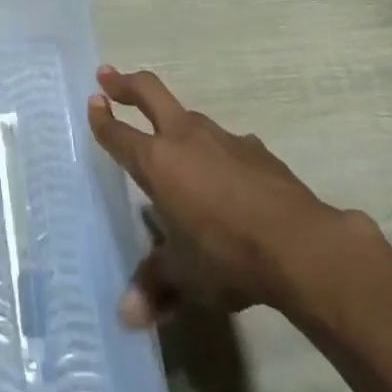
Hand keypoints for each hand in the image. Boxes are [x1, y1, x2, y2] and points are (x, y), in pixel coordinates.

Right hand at [87, 65, 374, 327]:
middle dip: (125, 82)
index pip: (119, 134)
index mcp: (158, 162)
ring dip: (174, 123)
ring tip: (174, 146)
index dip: (102, 119)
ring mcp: (222, 137)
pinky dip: (217, 154)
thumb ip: (155, 285)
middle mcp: (185, 137)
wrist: (299, 243)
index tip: (92, 102)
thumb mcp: (186, 276)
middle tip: (107, 75)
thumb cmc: (228, 255)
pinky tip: (227, 179)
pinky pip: (226, 144)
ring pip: (189, 117)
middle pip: (149, 92)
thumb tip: (126, 315)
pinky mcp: (254, 149)